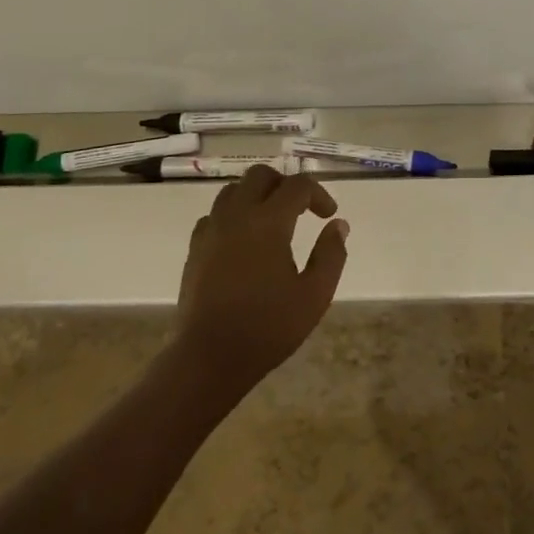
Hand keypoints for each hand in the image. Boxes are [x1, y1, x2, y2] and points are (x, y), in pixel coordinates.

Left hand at [174, 166, 348, 390]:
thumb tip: (338, 224)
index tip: (329, 215)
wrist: (209, 358)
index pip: (298, 186)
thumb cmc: (267, 327)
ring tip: (272, 221)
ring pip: (234, 190)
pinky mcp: (195, 248)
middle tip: (300, 209)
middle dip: (285, 184)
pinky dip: (233, 215)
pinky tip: (243, 240)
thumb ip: (331, 255)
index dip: (318, 194)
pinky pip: (215, 214)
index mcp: (269, 222)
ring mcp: (212, 230)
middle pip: (261, 175)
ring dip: (257, 195)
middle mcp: (238, 215)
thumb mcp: (314, 295)